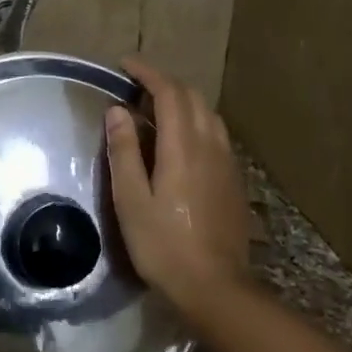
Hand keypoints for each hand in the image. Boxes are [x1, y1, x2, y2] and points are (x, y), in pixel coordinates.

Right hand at [104, 58, 250, 312]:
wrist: (215, 286)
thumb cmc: (163, 245)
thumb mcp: (131, 200)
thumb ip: (124, 152)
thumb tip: (117, 111)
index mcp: (183, 147)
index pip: (169, 93)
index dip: (148, 73)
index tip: (125, 65)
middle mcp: (211, 146)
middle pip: (193, 98)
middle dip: (165, 84)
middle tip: (136, 89)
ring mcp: (227, 163)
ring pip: (209, 115)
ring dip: (183, 102)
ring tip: (156, 111)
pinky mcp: (234, 180)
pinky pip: (216, 135)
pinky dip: (196, 123)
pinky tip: (181, 143)